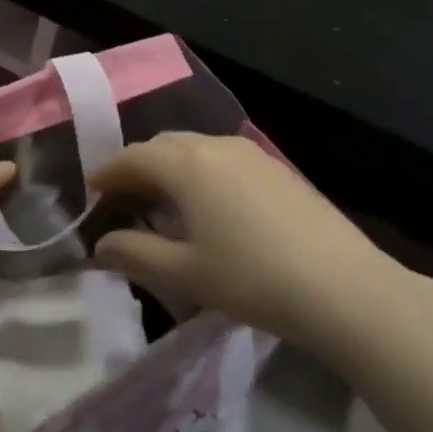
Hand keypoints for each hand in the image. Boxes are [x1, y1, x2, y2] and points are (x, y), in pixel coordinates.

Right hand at [90, 133, 419, 357]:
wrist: (341, 286)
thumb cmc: (252, 278)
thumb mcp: (185, 272)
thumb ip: (135, 253)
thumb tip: (100, 244)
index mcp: (186, 164)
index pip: (133, 157)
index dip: (107, 173)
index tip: (91, 192)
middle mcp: (215, 145)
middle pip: (163, 145)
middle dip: (137, 166)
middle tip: (123, 198)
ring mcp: (250, 152)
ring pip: (194, 147)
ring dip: (170, 166)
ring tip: (162, 201)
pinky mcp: (275, 167)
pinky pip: (221, 157)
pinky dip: (200, 170)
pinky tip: (208, 204)